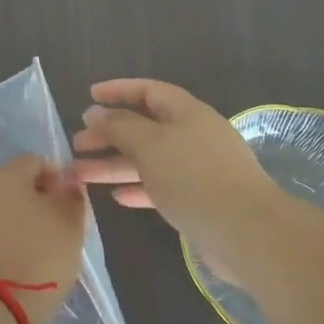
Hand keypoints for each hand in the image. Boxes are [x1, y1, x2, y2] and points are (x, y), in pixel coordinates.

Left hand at [0, 156, 86, 323]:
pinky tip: (13, 268)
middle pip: (13, 186)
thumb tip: (68, 184)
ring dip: (16, 225)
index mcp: (7, 175)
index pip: (35, 162)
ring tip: (35, 254)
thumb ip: (72, 199)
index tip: (67, 206)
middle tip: (55, 232)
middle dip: (35, 203)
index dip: (56, 179)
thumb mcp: (70, 227)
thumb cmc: (36, 257)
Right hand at [72, 79, 288, 276]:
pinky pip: (161, 187)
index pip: (148, 91)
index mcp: (187, 112)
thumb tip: (96, 112)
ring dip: (115, 164)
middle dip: (109, 133)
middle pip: (144, 127)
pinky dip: (138, 188)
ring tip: (80, 174)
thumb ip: (120, 126)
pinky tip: (116, 197)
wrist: (247, 232)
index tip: (89, 96)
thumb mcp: (150, 145)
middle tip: (76, 143)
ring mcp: (198, 169)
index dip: (118, 91)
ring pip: (148, 159)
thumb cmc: (194, 177)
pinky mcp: (200, 200)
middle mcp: (193, 135)